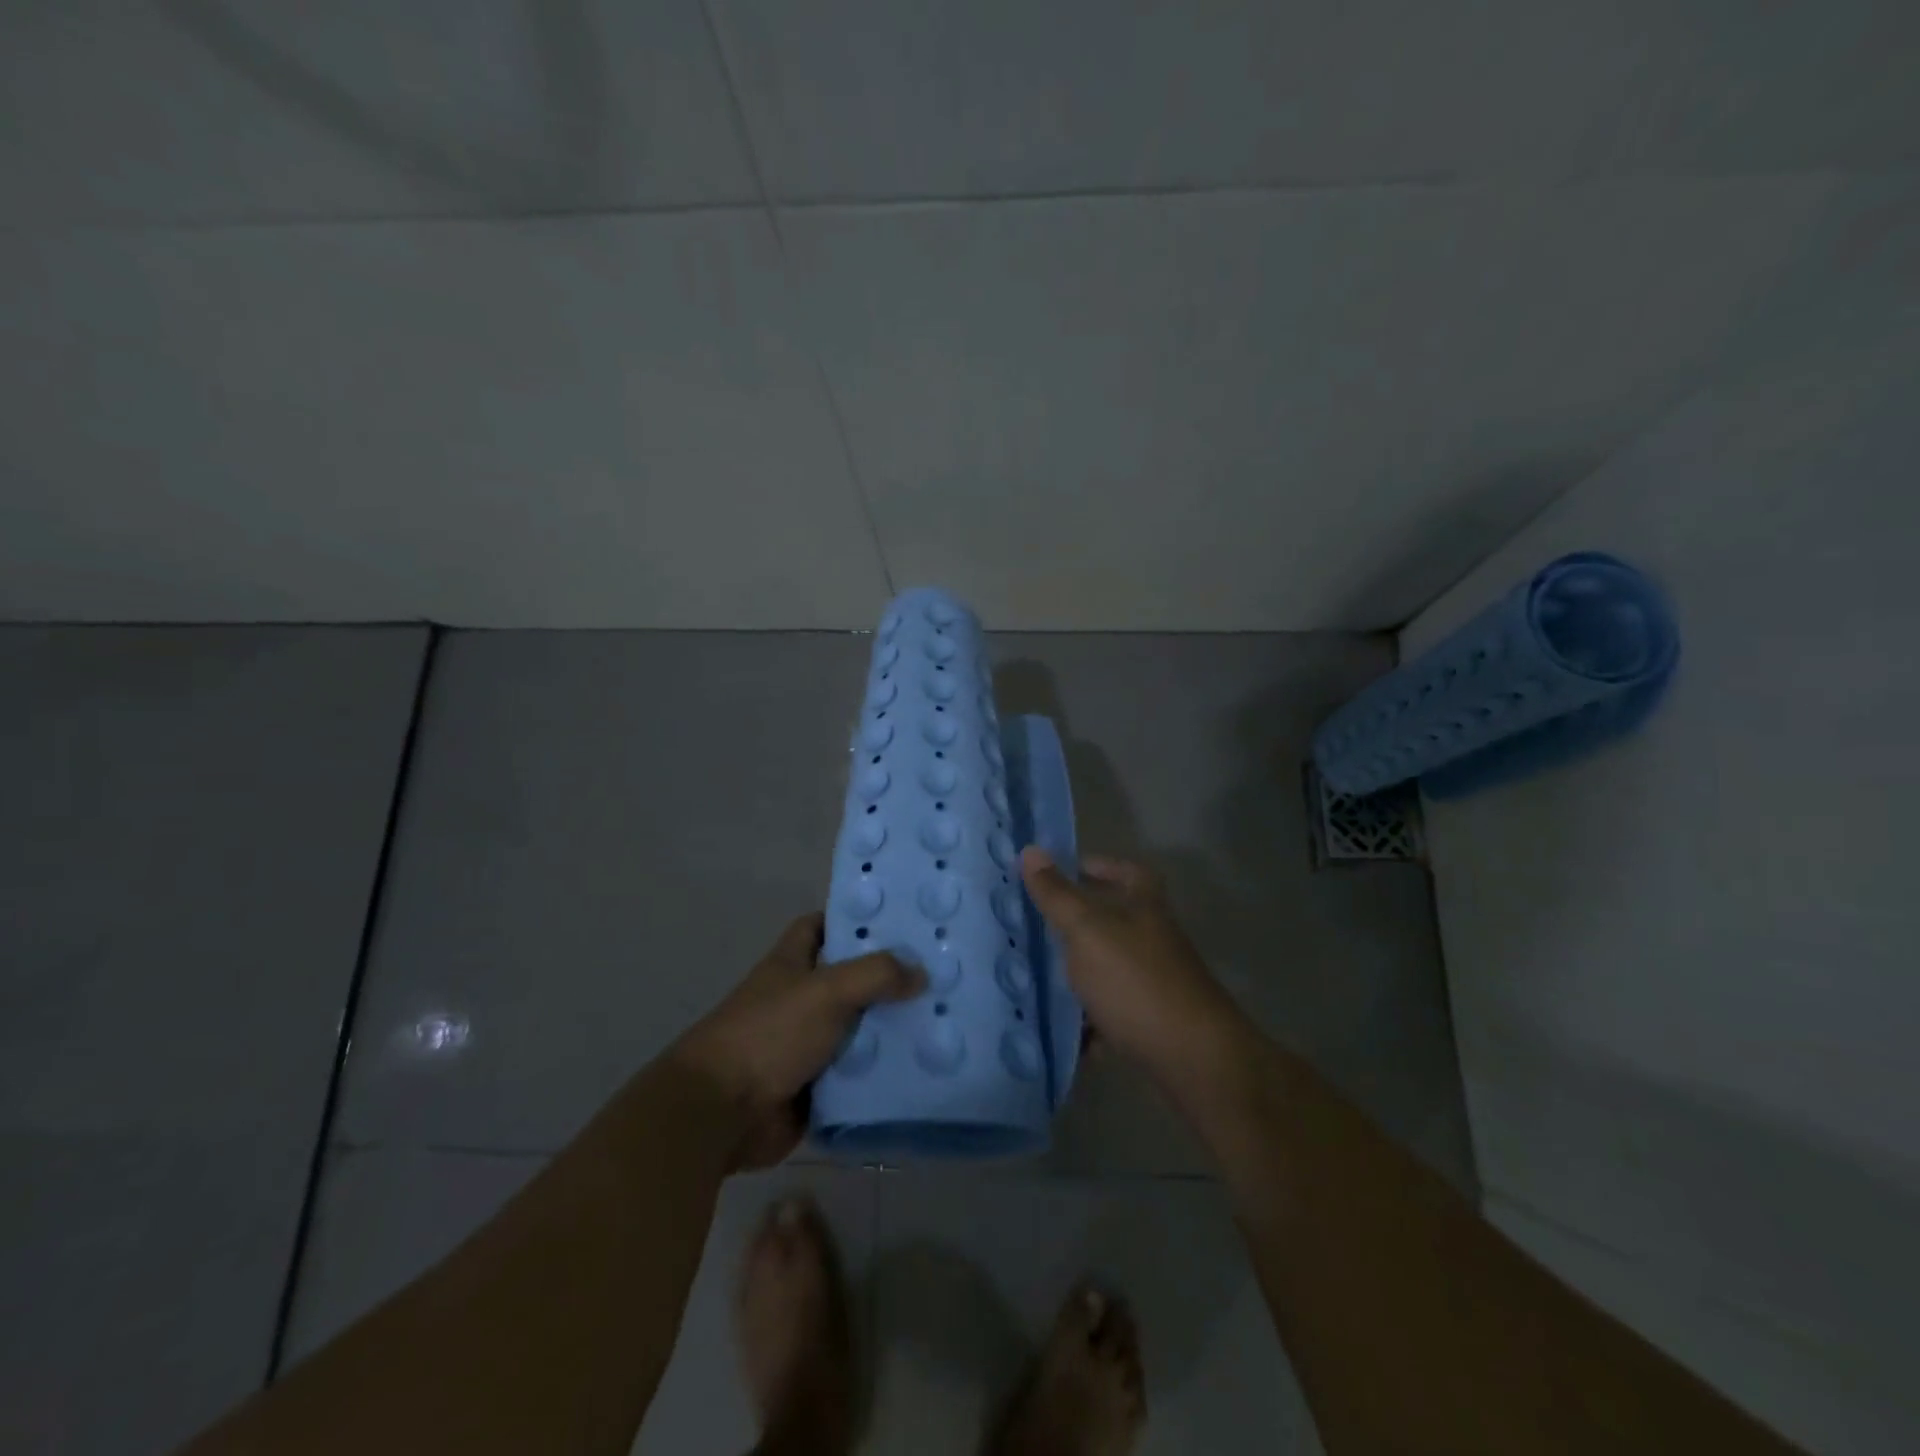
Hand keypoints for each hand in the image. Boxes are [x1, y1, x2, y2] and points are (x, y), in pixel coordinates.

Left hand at [670, 913, 923, 1168]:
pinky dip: (883, 1072)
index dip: (852, 920)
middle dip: (889, 977)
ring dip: (892, 1027)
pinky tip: (926, 1066)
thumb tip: (921, 973)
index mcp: (791, 964)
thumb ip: (876, 975)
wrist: (723, 1113)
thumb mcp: (826, 990)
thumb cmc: (770, 1034)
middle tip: (941, 971)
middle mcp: (800, 999)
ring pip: (859, 1028)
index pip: (821, 926)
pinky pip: (858, 1073)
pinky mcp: (817, 1086)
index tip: (897, 920)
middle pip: (850, 979)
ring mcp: (807, 1044)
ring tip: (945, 1018)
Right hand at [1020, 847, 1242, 1082]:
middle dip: (1080, 924)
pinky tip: (1064, 1030)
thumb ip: (1057, 894)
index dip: (1100, 866)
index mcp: (1144, 906)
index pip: (1127, 871)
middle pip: (1117, 921)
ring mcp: (1157, 982)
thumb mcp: (1087, 930)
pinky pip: (1114, 1014)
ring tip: (1039, 978)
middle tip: (1038, 926)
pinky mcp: (1154, 1023)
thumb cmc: (1135, 980)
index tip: (1066, 873)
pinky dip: (1091, 1022)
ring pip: (1111, 969)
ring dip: (1081, 974)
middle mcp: (1155, 938)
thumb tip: (1030, 850)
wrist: (1192, 1057)